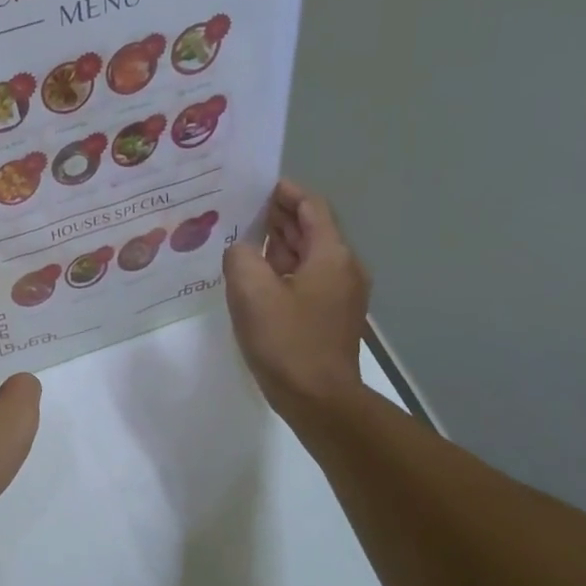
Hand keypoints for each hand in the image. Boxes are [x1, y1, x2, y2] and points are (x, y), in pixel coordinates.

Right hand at [222, 180, 371, 423]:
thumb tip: (242, 251)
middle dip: (279, 216)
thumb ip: (241, 257)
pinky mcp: (330, 317)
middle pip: (312, 229)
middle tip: (241, 209)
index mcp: (331, 255)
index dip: (286, 192)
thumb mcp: (251, 292)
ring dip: (280, 244)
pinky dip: (283, 269)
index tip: (257, 185)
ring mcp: (340, 295)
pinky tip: (255, 277)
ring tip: (243, 238)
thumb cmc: (287, 341)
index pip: (312, 207)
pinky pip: (306, 279)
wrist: (319, 400)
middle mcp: (343, 268)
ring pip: (308, 256)